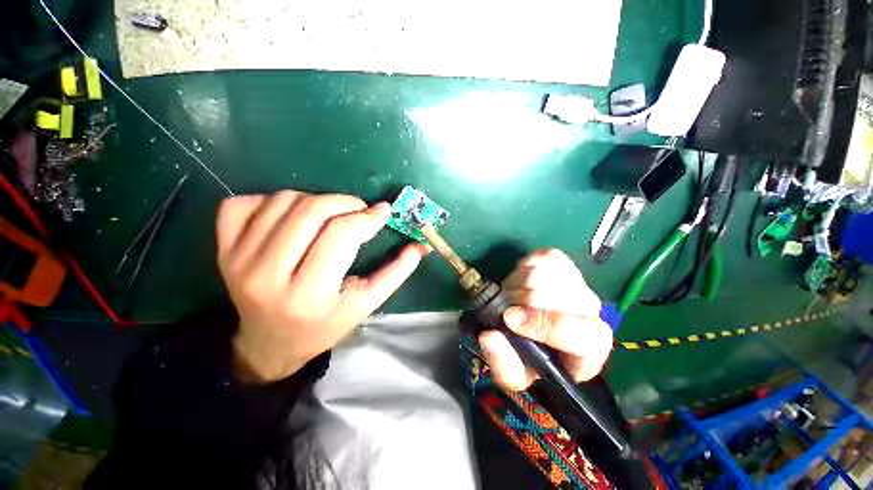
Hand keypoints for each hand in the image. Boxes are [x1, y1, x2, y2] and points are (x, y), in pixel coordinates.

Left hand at [216, 191, 428, 382]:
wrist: (269, 343)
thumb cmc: (324, 326)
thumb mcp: (365, 304)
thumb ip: (395, 273)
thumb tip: (421, 246)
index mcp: (309, 294)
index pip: (341, 235)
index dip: (367, 217)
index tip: (383, 211)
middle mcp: (267, 275)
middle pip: (310, 211)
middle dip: (344, 202)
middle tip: (359, 210)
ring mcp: (238, 260)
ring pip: (282, 200)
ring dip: (315, 199)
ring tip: (330, 215)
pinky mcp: (222, 250)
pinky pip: (242, 203)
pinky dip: (271, 200)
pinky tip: (289, 216)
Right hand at [478, 249, 612, 390]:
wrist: (539, 330)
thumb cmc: (532, 357)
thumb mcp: (516, 374)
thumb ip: (504, 364)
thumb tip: (489, 336)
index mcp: (589, 346)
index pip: (579, 332)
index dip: (542, 324)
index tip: (509, 319)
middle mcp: (590, 311)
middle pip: (551, 296)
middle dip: (517, 301)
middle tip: (502, 308)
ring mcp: (578, 283)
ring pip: (542, 274)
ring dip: (515, 284)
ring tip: (509, 296)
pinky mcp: (564, 264)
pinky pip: (543, 257)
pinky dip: (524, 266)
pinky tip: (519, 280)